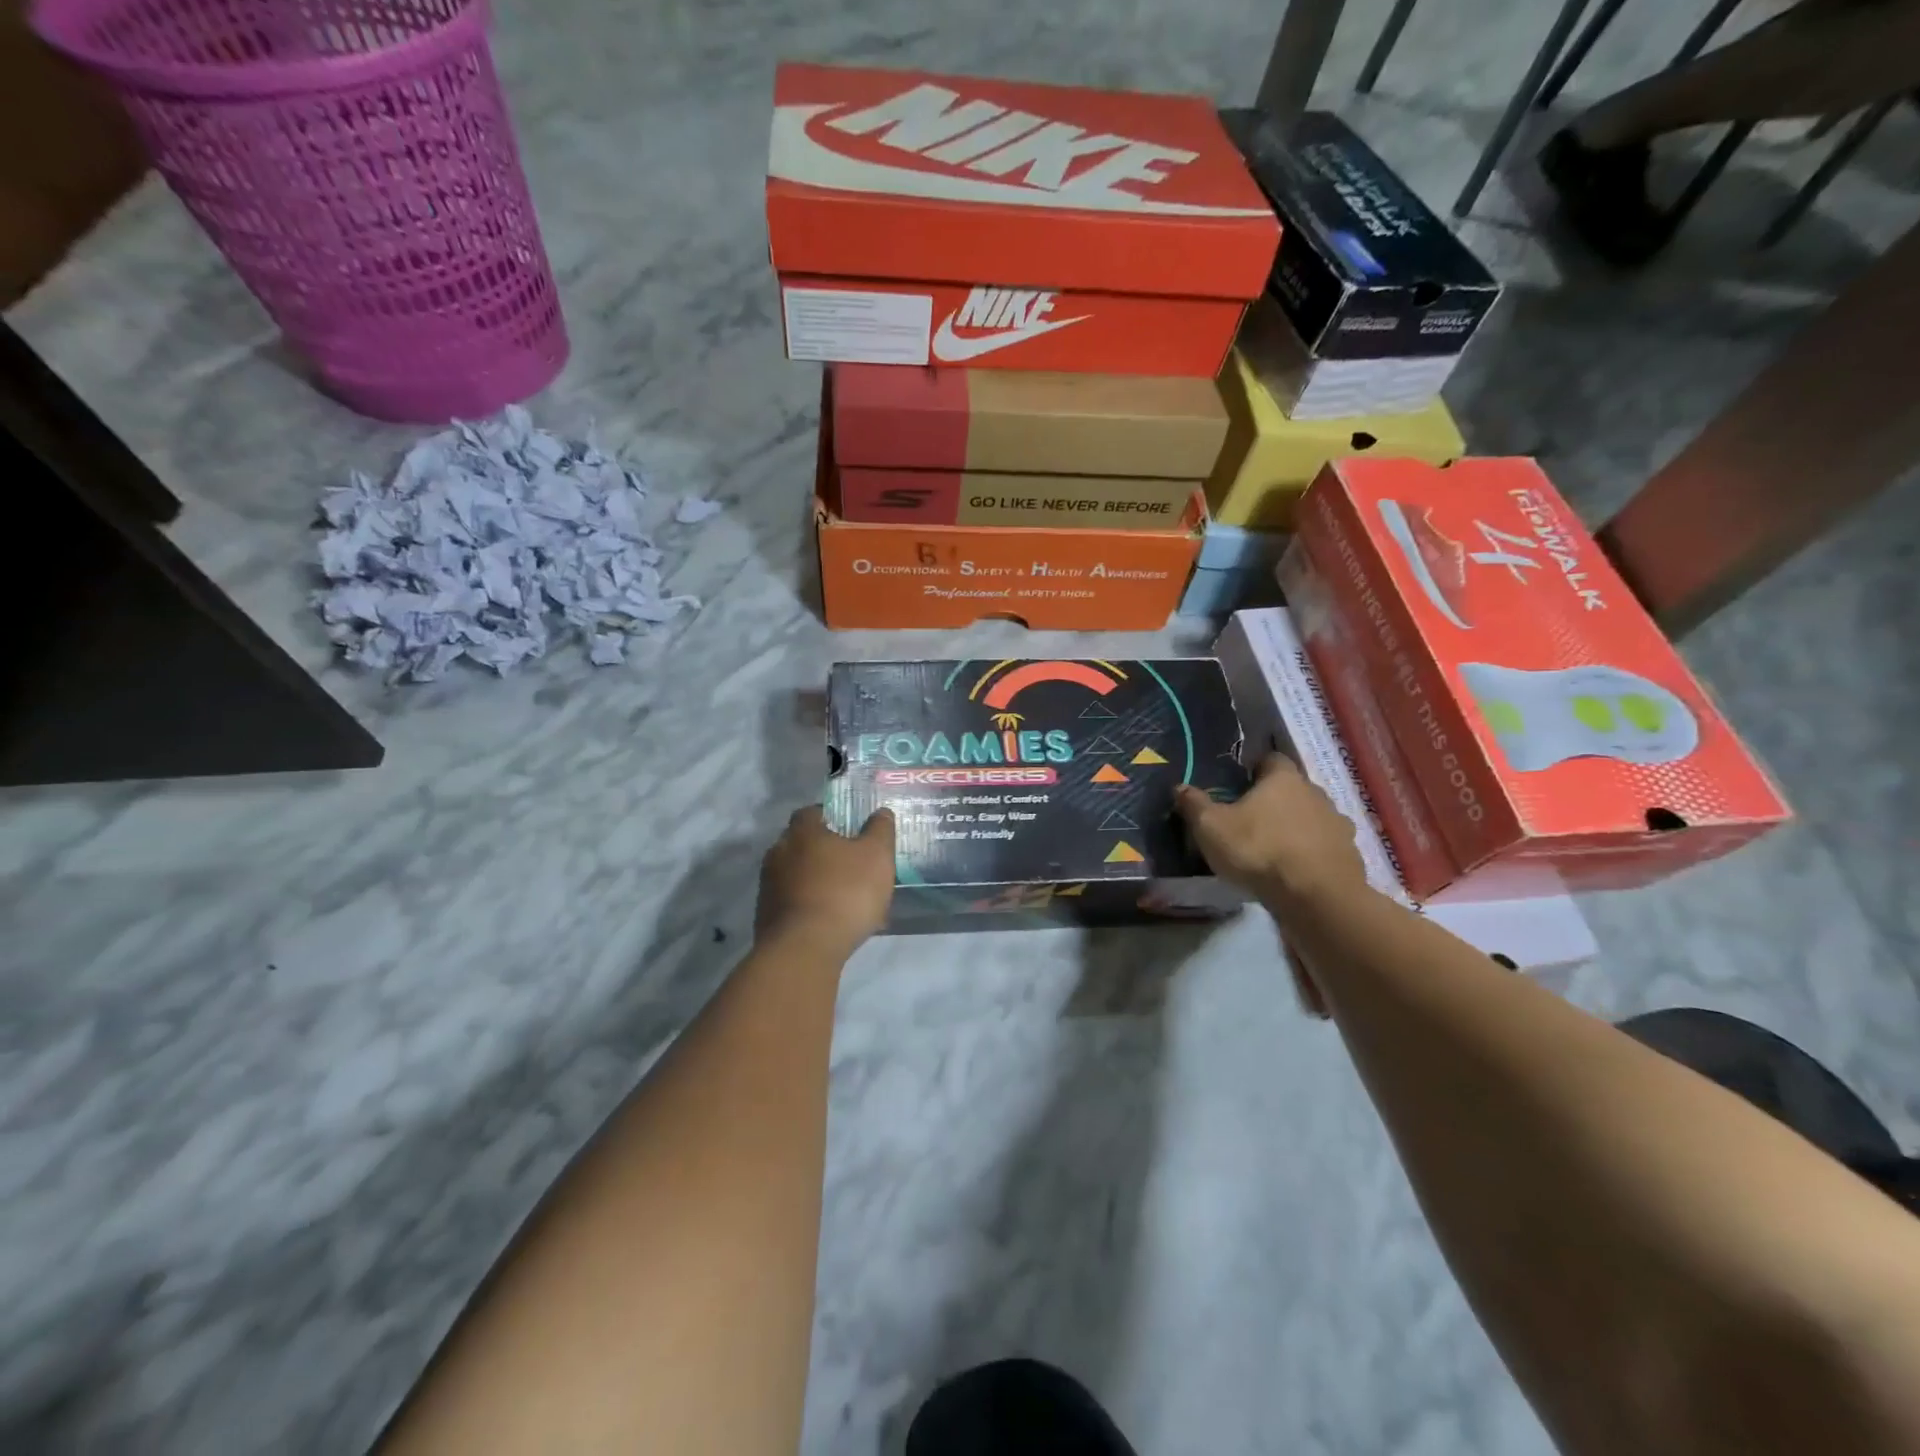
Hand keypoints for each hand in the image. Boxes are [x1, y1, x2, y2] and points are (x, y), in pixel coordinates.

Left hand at [755, 805, 895, 958]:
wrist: (804, 949)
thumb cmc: (844, 892)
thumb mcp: (876, 856)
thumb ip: (880, 830)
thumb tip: (880, 812)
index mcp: (802, 832)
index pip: (813, 812)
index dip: (832, 818)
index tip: (851, 830)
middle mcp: (778, 852)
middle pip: (802, 844)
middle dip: (823, 852)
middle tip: (850, 865)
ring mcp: (768, 886)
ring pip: (796, 875)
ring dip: (816, 882)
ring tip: (843, 899)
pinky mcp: (765, 916)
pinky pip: (792, 903)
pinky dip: (809, 907)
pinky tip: (830, 922)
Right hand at [1174, 755, 1369, 910]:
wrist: (1317, 898)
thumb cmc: (1259, 851)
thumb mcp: (1211, 828)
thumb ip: (1194, 805)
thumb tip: (1179, 787)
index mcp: (1283, 779)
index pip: (1271, 759)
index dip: (1254, 769)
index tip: (1238, 785)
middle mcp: (1316, 793)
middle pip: (1292, 789)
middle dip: (1274, 801)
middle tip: (1249, 820)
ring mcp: (1337, 825)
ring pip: (1311, 818)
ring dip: (1295, 828)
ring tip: (1272, 849)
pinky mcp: (1349, 855)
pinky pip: (1324, 847)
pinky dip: (1310, 854)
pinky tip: (1294, 871)